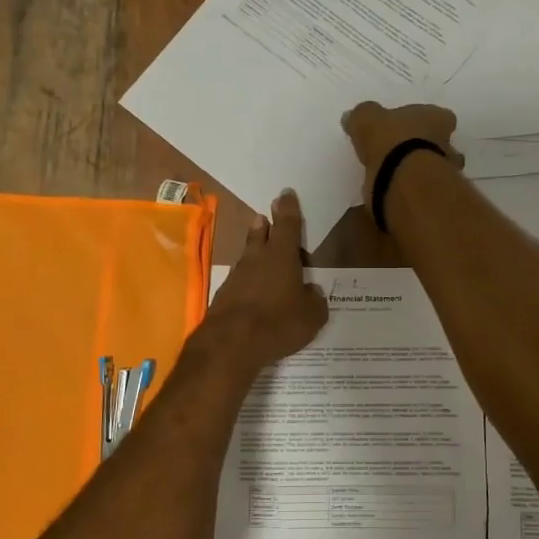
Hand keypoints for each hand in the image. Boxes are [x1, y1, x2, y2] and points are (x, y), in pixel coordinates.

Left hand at [201, 190, 329, 373]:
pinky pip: (240, 281)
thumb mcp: (311, 316)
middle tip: (264, 217)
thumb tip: (312, 292)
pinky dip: (248, 280)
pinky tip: (253, 291)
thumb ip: (315, 301)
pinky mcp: (224, 296)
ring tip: (259, 248)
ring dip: (254, 251)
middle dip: (264, 225)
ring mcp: (237, 277)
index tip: (286, 194)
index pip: (287, 225)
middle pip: (260, 235)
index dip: (288, 209)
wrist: (230, 344)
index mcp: (282, 256)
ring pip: (248, 257)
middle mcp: (257, 259)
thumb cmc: (278, 323)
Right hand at [339, 102, 462, 206]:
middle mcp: (447, 143)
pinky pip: (424, 191)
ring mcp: (445, 172)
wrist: (404, 183)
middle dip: (425, 147)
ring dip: (421, 171)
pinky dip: (412, 192)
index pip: (440, 116)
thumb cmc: (390, 142)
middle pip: (441, 143)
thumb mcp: (367, 119)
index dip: (427, 121)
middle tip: (403, 152)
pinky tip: (395, 193)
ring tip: (397, 176)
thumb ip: (362, 116)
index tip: (412, 128)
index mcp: (436, 118)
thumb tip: (352, 116)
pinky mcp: (436, 197)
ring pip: (436, 168)